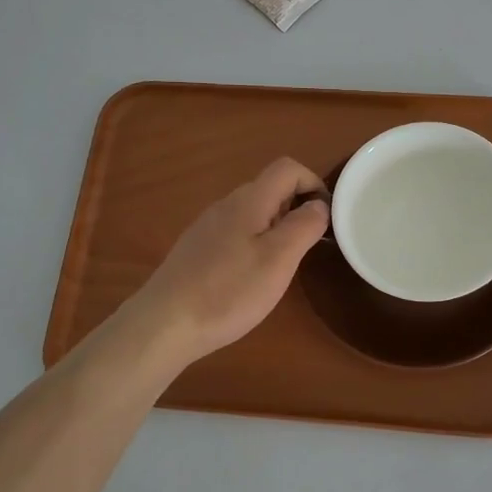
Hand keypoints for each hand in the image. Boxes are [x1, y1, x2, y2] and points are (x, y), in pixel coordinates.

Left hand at [127, 158, 328, 366]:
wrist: (165, 323)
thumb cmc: (229, 291)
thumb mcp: (278, 259)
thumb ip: (304, 225)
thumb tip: (319, 204)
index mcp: (249, 200)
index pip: (287, 168)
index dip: (313, 183)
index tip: (327, 217)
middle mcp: (226, 205)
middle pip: (270, 188)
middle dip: (297, 208)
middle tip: (308, 247)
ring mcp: (207, 226)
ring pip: (252, 212)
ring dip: (276, 228)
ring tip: (282, 266)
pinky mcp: (197, 249)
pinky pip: (235, 232)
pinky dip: (254, 243)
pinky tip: (250, 277)